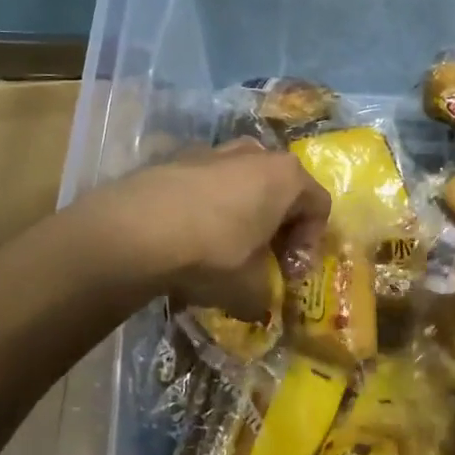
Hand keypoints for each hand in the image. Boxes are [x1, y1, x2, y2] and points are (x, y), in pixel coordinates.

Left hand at [83, 140, 329, 320]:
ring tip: (222, 250)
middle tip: (262, 260)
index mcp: (286, 176)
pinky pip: (205, 185)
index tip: (290, 272)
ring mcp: (212, 150)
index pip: (319, 206)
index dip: (310, 243)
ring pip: (241, 184)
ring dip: (240, 215)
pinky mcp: (174, 158)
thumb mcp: (250, 289)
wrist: (135, 230)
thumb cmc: (213, 254)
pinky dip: (206, 208)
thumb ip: (264, 296)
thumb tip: (258, 304)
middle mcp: (254, 153)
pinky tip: (188, 238)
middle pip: (280, 190)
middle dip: (276, 226)